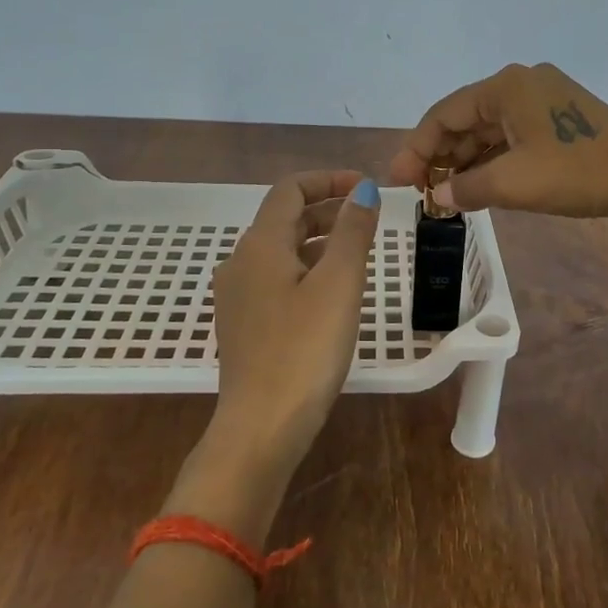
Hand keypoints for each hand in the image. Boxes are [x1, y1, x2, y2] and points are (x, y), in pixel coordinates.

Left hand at [205, 170, 379, 476]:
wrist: (260, 428)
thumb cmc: (304, 350)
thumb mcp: (339, 284)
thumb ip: (353, 231)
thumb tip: (362, 189)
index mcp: (260, 244)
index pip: (290, 189)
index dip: (328, 179)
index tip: (365, 187)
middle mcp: (240, 262)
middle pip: (284, 218)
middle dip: (328, 209)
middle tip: (370, 217)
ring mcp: (238, 295)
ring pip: (282, 250)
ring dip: (319, 239)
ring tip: (358, 251)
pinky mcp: (243, 323)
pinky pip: (276, 278)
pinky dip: (307, 268)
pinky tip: (332, 291)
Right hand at [389, 62, 607, 219]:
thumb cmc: (579, 172)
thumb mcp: (515, 183)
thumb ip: (467, 187)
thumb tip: (437, 196)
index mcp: (506, 86)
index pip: (444, 114)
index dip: (416, 148)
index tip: (398, 182)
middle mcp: (520, 84)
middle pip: (465, 119)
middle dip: (440, 155)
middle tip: (419, 191)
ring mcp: (542, 99)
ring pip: (488, 130)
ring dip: (465, 160)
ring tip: (444, 193)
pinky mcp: (557, 118)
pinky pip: (511, 136)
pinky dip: (492, 160)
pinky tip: (478, 185)